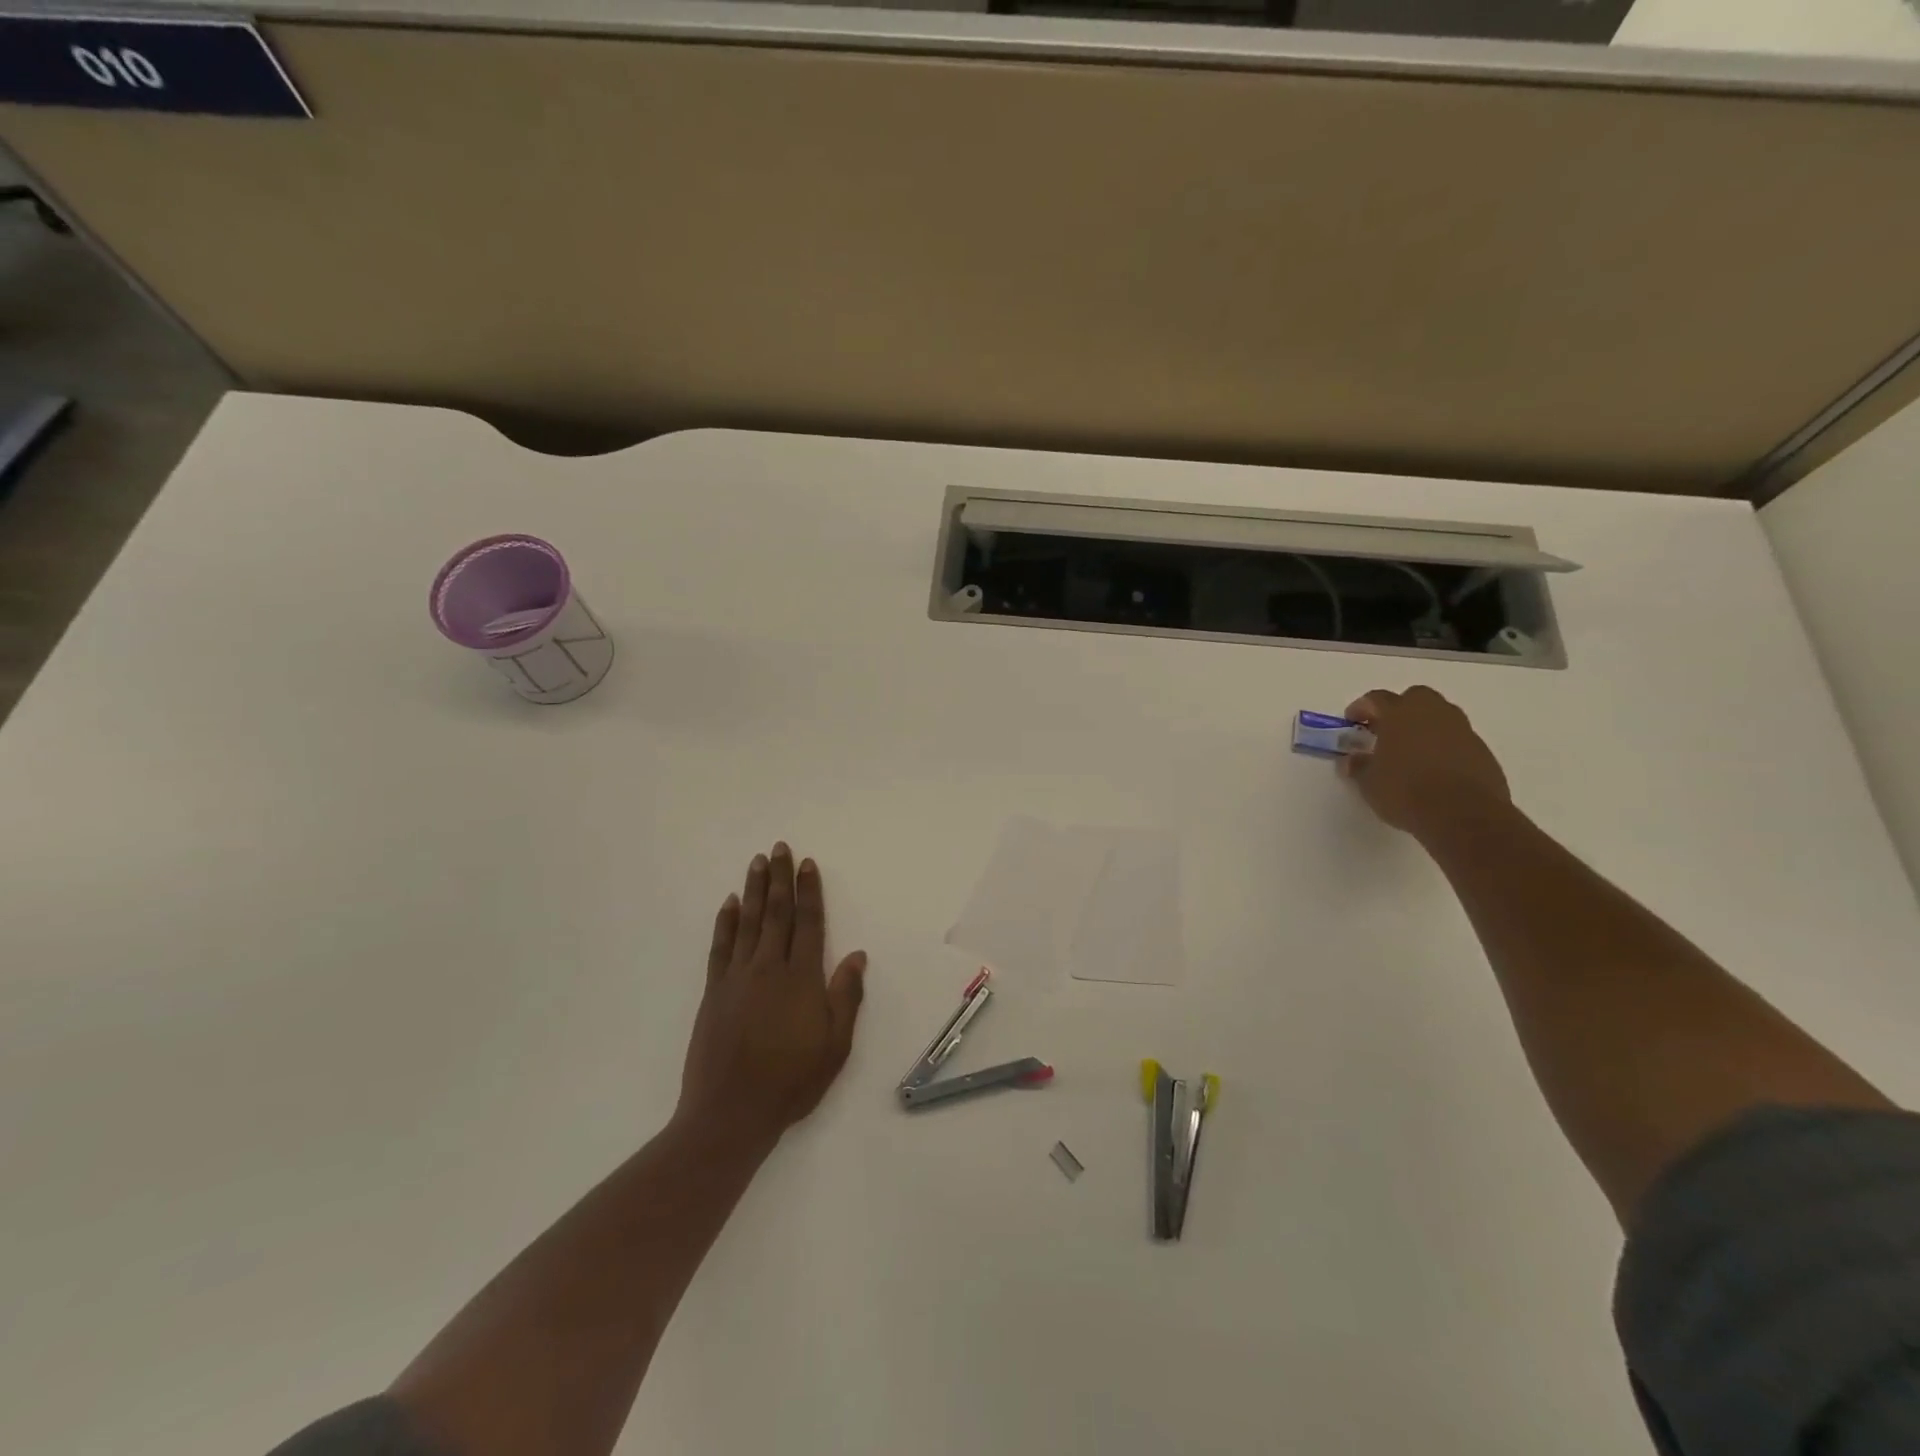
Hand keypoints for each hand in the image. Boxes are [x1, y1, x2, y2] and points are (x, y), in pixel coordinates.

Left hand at [677, 843, 866, 1147]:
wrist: (730, 1113)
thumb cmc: (791, 1081)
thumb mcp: (835, 1045)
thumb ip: (846, 996)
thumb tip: (856, 955)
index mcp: (801, 978)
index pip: (808, 922)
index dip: (809, 891)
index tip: (808, 864)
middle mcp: (768, 968)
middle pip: (776, 913)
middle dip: (780, 878)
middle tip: (780, 847)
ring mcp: (736, 978)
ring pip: (748, 922)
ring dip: (754, 890)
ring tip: (757, 862)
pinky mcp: (714, 992)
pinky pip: (720, 947)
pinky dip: (725, 922)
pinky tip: (729, 903)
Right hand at [1340, 686, 1509, 841]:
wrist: (1464, 816)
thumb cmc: (1406, 793)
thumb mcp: (1369, 784)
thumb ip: (1359, 766)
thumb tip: (1352, 760)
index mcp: (1400, 714)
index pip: (1376, 699)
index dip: (1361, 708)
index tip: (1352, 721)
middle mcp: (1433, 713)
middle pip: (1415, 697)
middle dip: (1399, 708)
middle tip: (1385, 730)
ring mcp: (1461, 730)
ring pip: (1440, 715)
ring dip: (1424, 725)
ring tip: (1410, 749)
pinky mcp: (1481, 750)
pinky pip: (1457, 737)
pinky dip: (1443, 744)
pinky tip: (1434, 767)